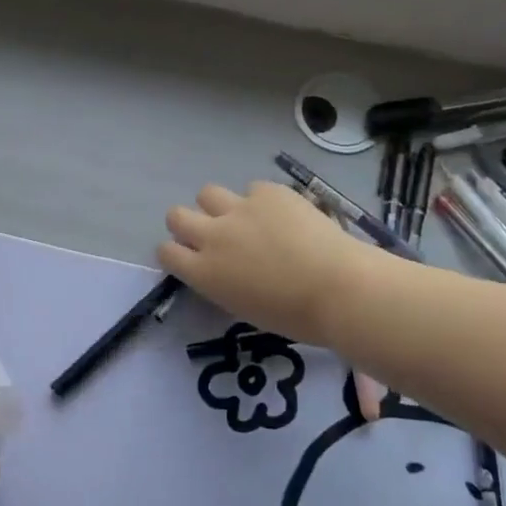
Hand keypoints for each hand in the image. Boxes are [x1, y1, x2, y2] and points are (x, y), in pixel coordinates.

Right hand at [159, 181, 374, 345]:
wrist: (339, 289)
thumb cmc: (295, 316)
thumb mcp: (244, 307)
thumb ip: (223, 282)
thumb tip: (224, 269)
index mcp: (204, 273)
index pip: (166, 251)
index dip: (176, 252)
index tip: (191, 257)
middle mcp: (213, 236)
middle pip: (176, 215)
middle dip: (188, 223)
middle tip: (212, 234)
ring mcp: (240, 209)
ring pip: (207, 193)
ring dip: (219, 206)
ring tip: (245, 218)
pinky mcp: (268, 192)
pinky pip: (253, 188)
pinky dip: (262, 201)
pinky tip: (284, 215)